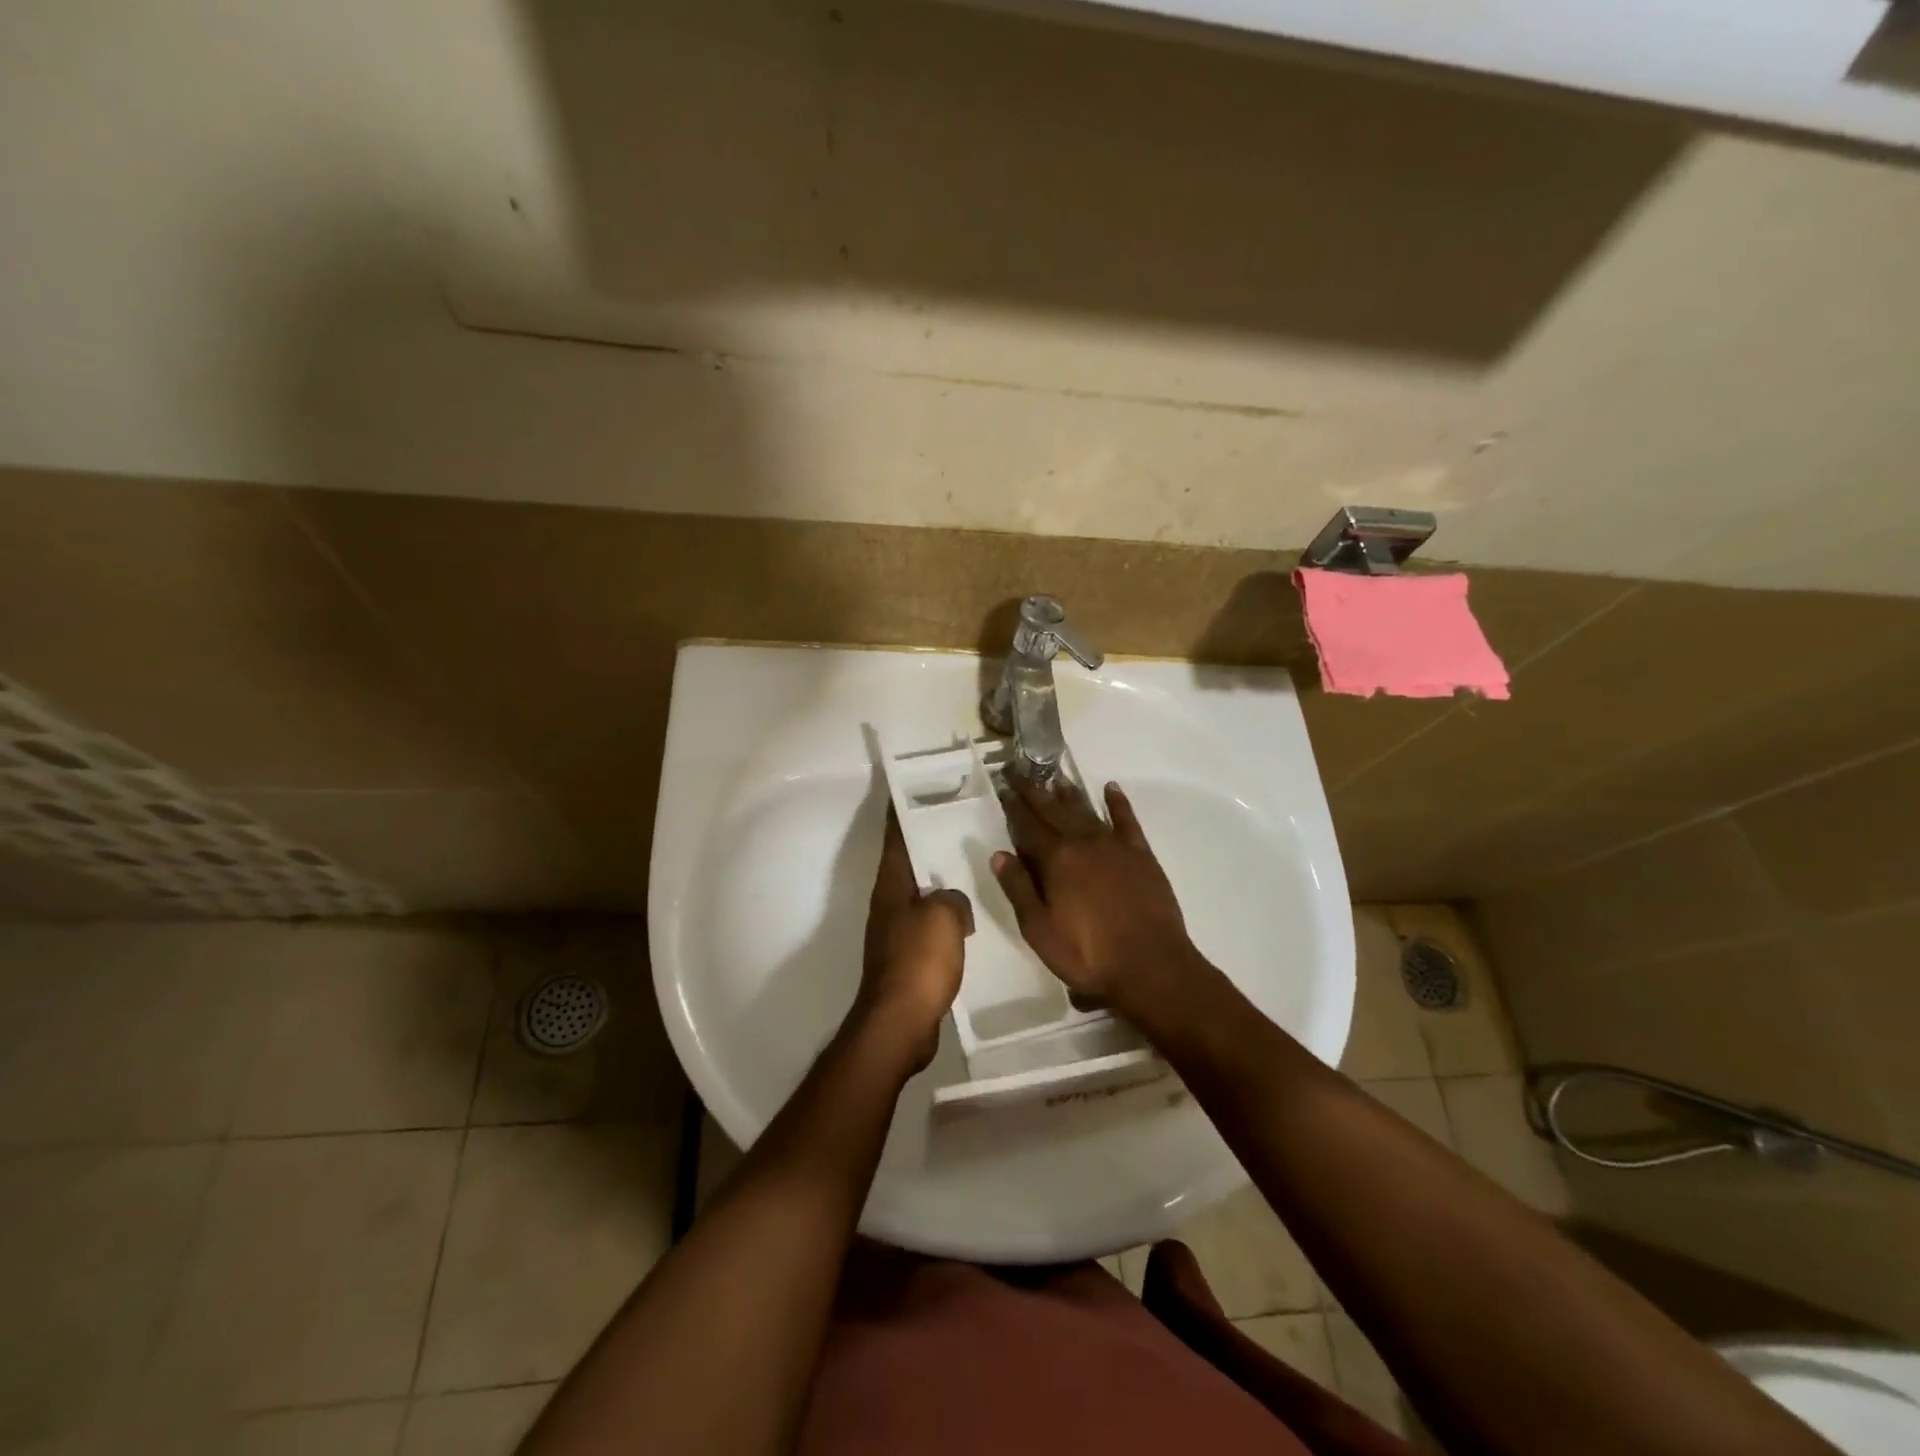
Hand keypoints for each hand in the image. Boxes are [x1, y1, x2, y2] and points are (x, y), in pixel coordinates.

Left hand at [854, 806, 972, 1071]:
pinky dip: (945, 914)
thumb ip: (952, 896)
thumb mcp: (944, 916)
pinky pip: (928, 923)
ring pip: (919, 893)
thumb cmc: (919, 960)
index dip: (901, 811)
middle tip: (957, 822)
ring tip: (969, 865)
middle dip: (926, 842)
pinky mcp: (906, 957)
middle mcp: (888, 903)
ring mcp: (895, 931)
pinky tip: (968, 916)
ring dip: (938, 880)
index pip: (896, 837)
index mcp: (891, 885)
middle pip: (906, 863)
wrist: (901, 1021)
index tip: (910, 789)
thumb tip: (952, 902)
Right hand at [991, 777, 1205, 1030]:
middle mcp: (1083, 842)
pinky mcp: (1141, 854)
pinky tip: (1111, 789)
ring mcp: (1115, 846)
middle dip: (1035, 791)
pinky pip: (1127, 820)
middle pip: (1054, 810)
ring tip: (1055, 778)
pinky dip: (1118, 803)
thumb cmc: (1087, 953)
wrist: (1151, 966)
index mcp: (1056, 859)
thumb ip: (1018, 888)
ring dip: (1069, 794)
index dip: (1014, 806)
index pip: (1028, 825)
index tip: (1004, 786)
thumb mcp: (1039, 929)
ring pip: (1086, 811)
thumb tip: (999, 854)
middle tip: (1021, 772)